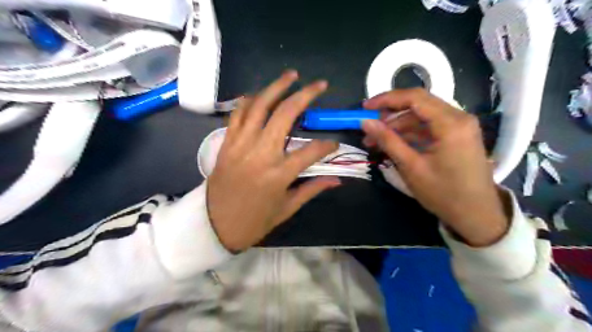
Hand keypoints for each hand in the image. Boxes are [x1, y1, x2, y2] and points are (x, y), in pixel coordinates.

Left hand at [207, 70, 336, 251]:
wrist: (213, 225)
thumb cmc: (253, 221)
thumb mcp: (286, 209)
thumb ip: (312, 189)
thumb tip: (337, 179)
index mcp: (278, 174)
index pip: (311, 151)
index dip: (327, 146)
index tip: (334, 144)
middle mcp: (260, 153)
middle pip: (285, 115)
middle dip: (305, 95)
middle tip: (319, 85)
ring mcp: (240, 145)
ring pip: (259, 106)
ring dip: (276, 87)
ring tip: (291, 75)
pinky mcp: (226, 143)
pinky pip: (237, 114)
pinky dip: (249, 100)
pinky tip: (260, 93)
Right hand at [361, 88, 509, 246]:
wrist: (476, 215)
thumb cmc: (444, 193)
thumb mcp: (411, 167)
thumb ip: (388, 141)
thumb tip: (365, 122)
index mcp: (451, 123)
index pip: (414, 98)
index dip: (386, 99)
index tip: (365, 107)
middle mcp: (459, 117)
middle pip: (418, 105)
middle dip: (390, 115)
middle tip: (369, 127)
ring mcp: (459, 127)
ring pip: (421, 117)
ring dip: (398, 126)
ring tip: (375, 141)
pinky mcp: (457, 136)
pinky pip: (429, 128)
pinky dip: (409, 134)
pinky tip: (393, 144)